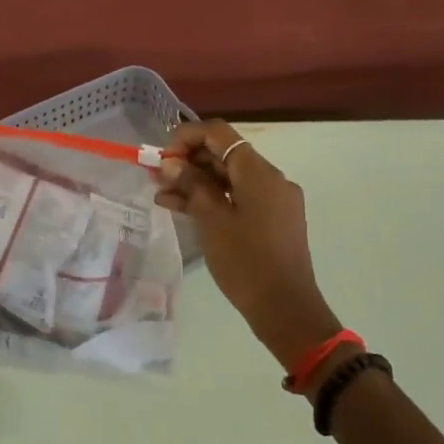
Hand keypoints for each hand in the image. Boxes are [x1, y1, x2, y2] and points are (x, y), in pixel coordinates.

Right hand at [153, 121, 342, 370]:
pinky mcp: (273, 221)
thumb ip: (192, 186)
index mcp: (259, 173)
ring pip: (230, 179)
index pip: (219, 134)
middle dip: (189, 162)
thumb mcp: (212, 222)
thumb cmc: (246, 263)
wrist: (286, 309)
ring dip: (198, 183)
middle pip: (225, 155)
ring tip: (163, 196)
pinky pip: (240, 199)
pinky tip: (185, 210)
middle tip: (157, 177)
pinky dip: (214, 200)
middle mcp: (271, 179)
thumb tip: (171, 163)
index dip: (187, 137)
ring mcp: (275, 201)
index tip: (162, 155)